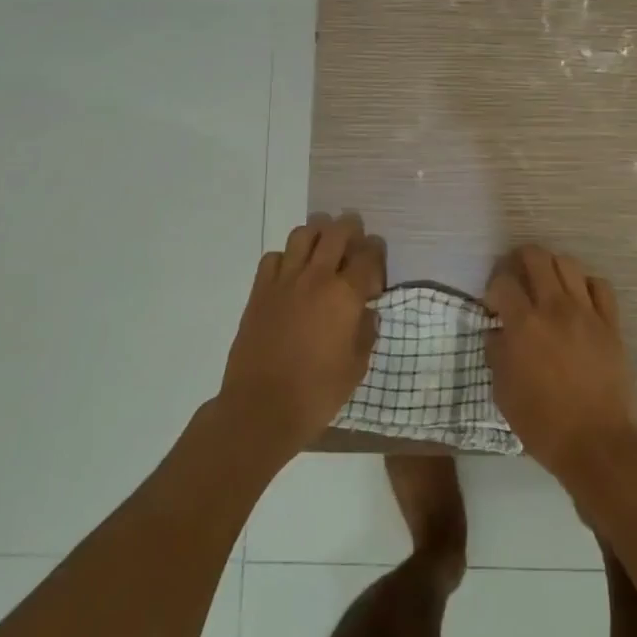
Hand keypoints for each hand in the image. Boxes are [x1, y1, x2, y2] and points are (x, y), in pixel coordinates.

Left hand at [217, 213, 383, 461]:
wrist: (261, 408)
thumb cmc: (316, 393)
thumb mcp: (356, 367)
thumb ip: (365, 333)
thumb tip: (367, 313)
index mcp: (346, 295)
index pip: (368, 255)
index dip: (377, 253)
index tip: (376, 264)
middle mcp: (317, 278)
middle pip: (336, 232)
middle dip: (350, 228)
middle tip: (355, 237)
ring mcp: (284, 281)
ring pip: (302, 234)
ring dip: (317, 234)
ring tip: (323, 246)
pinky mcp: (260, 291)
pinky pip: (274, 257)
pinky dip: (287, 257)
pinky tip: (292, 273)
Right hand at [484, 246, 636, 480]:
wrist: (597, 442)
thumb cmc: (543, 423)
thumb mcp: (503, 392)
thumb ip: (496, 353)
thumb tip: (497, 331)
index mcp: (524, 325)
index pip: (504, 282)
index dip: (493, 287)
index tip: (493, 305)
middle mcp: (554, 308)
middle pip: (536, 257)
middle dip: (519, 260)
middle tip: (516, 279)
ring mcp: (586, 312)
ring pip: (568, 264)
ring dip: (551, 268)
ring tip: (546, 285)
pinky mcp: (610, 323)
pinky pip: (600, 286)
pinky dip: (585, 285)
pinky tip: (578, 299)